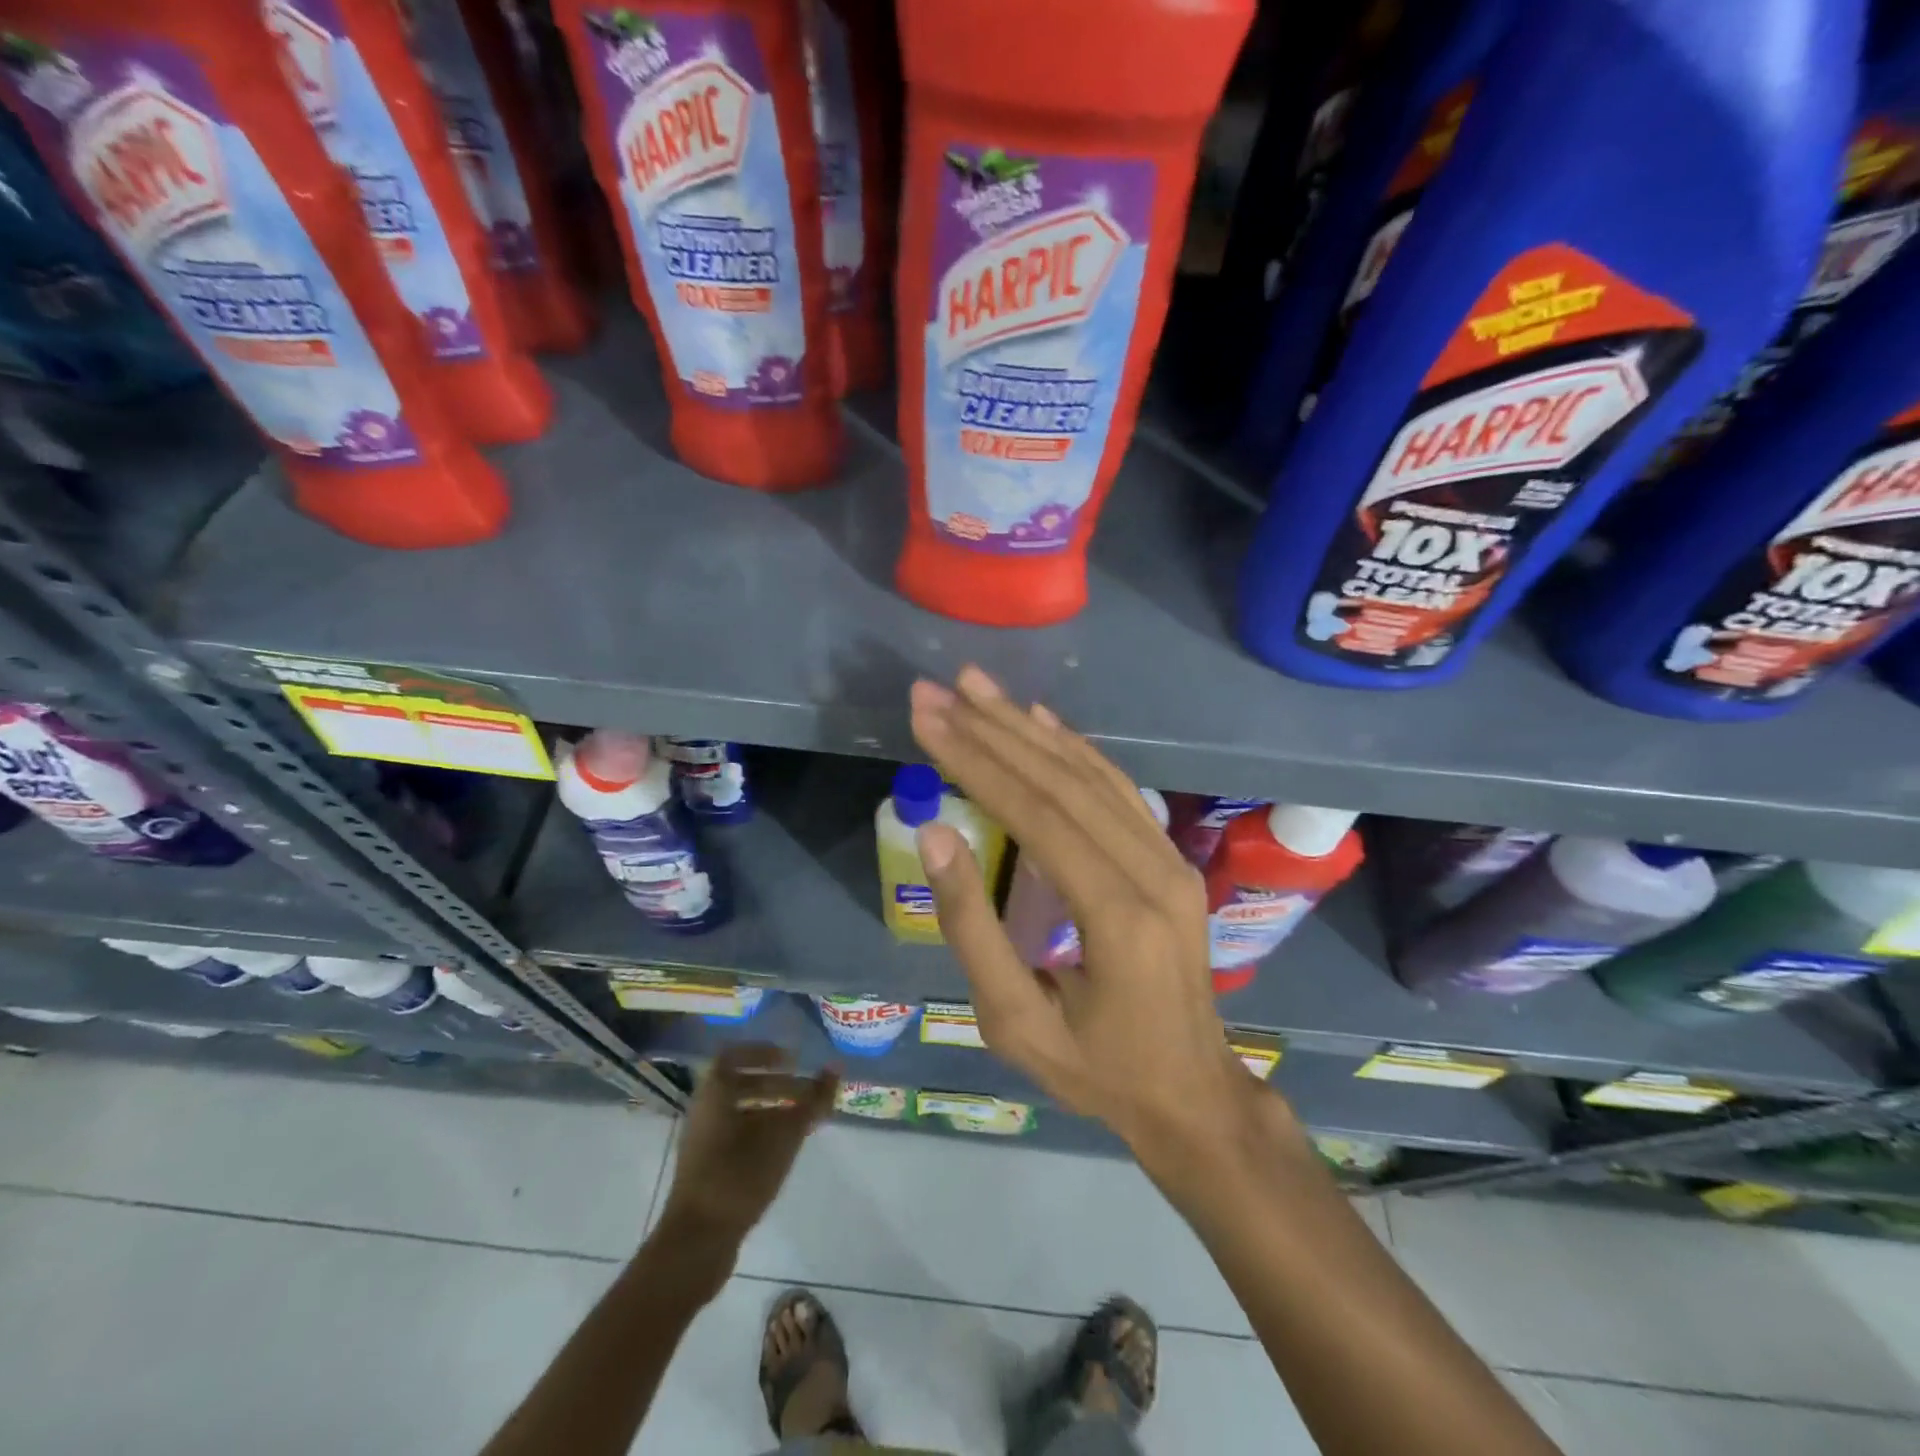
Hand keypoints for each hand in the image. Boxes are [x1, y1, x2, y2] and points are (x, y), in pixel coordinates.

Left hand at [655, 1044, 837, 1249]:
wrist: (697, 1240)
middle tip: (808, 1092)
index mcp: (715, 1093)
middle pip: (741, 1084)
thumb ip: (812, 1100)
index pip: (734, 1055)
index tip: (792, 1059)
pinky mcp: (706, 1169)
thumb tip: (835, 1067)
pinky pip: (735, 1134)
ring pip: (740, 1111)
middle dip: (777, 1084)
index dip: (763, 1052)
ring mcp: (702, 1142)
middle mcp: (704, 1111)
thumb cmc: (740, 1175)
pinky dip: (761, 1131)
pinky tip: (783, 1148)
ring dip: (771, 1109)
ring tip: (802, 1120)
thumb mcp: (784, 1135)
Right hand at [909, 667, 1271, 1170]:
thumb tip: (936, 835)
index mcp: (1117, 915)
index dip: (975, 761)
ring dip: (1028, 727)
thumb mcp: (1015, 1021)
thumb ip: (973, 928)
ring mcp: (1169, 859)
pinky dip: (1075, 748)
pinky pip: (1119, 789)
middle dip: (993, 730)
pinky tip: (1041, 721)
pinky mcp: (1170, 857)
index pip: (1036, 814)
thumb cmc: (1095, 1069)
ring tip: (977, 687)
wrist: (1192, 1093)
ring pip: (1092, 774)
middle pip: (1063, 781)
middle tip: (938, 690)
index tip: (927, 717)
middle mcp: (1153, 871)